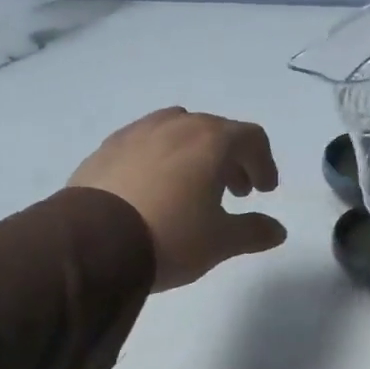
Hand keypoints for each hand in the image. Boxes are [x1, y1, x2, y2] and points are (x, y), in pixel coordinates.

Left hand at [69, 109, 287, 290]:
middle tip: (235, 193)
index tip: (264, 191)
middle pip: (215, 131)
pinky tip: (154, 189)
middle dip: (231, 160)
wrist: (92, 243)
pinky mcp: (106, 148)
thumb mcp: (220, 241)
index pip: (251, 138)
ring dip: (195, 155)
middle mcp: (175, 125)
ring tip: (193, 188)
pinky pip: (145, 144)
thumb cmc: (170, 236)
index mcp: (210, 140)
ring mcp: (136, 132)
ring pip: (178, 132)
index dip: (264, 163)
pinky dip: (161, 159)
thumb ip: (253, 232)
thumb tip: (277, 231)